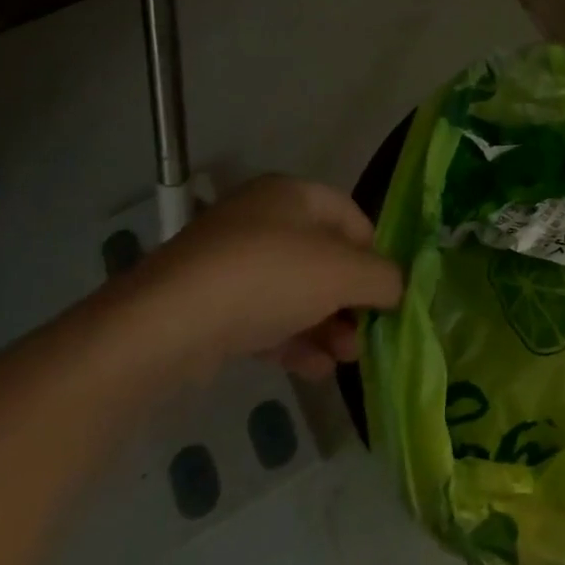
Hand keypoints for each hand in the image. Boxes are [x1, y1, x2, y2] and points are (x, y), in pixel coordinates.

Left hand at [117, 175, 403, 381]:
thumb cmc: (269, 278)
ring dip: (327, 325)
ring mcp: (230, 263)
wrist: (165, 325)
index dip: (376, 253)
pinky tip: (314, 370)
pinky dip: (292, 340)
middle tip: (368, 334)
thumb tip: (398, 288)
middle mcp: (261, 220)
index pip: (352, 217)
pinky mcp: (208, 305)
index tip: (388, 292)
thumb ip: (384, 277)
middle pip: (324, 258)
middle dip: (351, 299)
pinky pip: (263, 317)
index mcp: (293, 195)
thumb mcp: (344, 273)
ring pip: (295, 292)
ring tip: (346, 359)